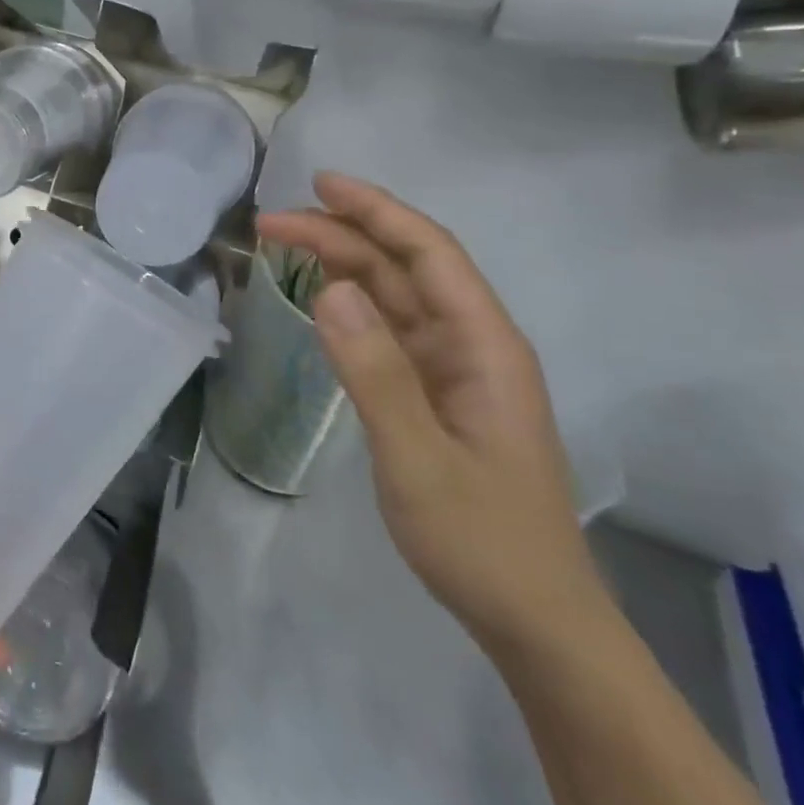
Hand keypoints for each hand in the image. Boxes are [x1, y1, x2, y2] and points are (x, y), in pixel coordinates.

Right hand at [258, 173, 609, 655]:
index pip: (430, 253)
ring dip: (341, 263)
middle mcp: (472, 344)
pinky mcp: (433, 392)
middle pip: (405, 267)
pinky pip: (388, 328)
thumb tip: (328, 288)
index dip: (377, 210)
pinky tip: (319, 295)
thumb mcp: (418, 457)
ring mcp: (453, 369)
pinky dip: (349, 302)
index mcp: (485, 346)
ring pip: (394, 294)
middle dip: (342, 234)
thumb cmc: (480, 539)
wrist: (532, 620)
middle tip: (270, 222)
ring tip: (282, 245)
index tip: (319, 184)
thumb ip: (375, 371)